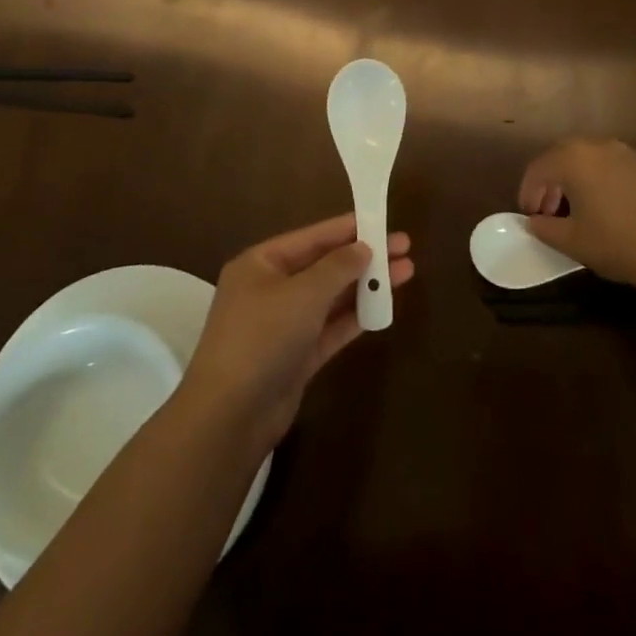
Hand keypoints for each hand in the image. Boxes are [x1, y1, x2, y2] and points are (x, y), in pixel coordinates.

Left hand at [177, 215, 413, 452]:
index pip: (311, 237)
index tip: (382, 220)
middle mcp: (270, 290)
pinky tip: (384, 308)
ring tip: (405, 273)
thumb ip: (337, 267)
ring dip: (364, 286)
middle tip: (404, 248)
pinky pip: (330, 328)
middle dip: (363, 257)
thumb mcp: (303, 293)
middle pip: (323, 266)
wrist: (231, 415)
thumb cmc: (262, 337)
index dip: (348, 228)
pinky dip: (355, 318)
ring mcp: (283, 325)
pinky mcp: (296, 357)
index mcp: (260, 264)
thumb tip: (363, 248)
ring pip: (330, 298)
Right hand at [519, 138, 635, 301]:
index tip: (530, 215)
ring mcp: (631, 153)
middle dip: (552, 180)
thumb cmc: (619, 244)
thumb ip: (545, 228)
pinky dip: (607, 181)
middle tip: (551, 209)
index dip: (528, 192)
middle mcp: (601, 146)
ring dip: (580, 178)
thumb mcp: (572, 242)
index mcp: (574, 159)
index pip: (538, 168)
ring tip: (582, 208)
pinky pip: (620, 167)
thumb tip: (535, 221)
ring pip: (594, 159)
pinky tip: (616, 209)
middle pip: (564, 156)